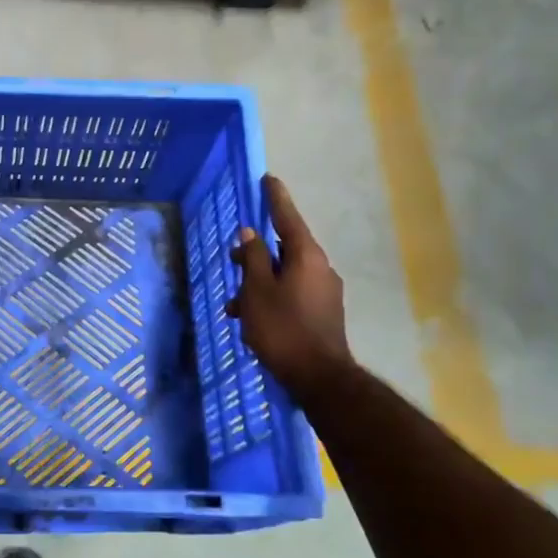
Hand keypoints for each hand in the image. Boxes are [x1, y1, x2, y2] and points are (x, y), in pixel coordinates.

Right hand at [227, 176, 353, 398]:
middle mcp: (320, 267)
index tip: (268, 178)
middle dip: (256, 252)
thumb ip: (252, 258)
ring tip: (234, 304)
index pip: (287, 217)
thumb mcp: (257, 290)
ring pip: (285, 273)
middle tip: (232, 257)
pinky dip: (271, 297)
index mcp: (306, 256)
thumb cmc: (283, 329)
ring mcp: (324, 291)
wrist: (320, 379)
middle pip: (284, 247)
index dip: (275, 198)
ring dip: (259, 282)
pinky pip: (292, 292)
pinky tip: (250, 319)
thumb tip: (250, 233)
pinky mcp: (323, 312)